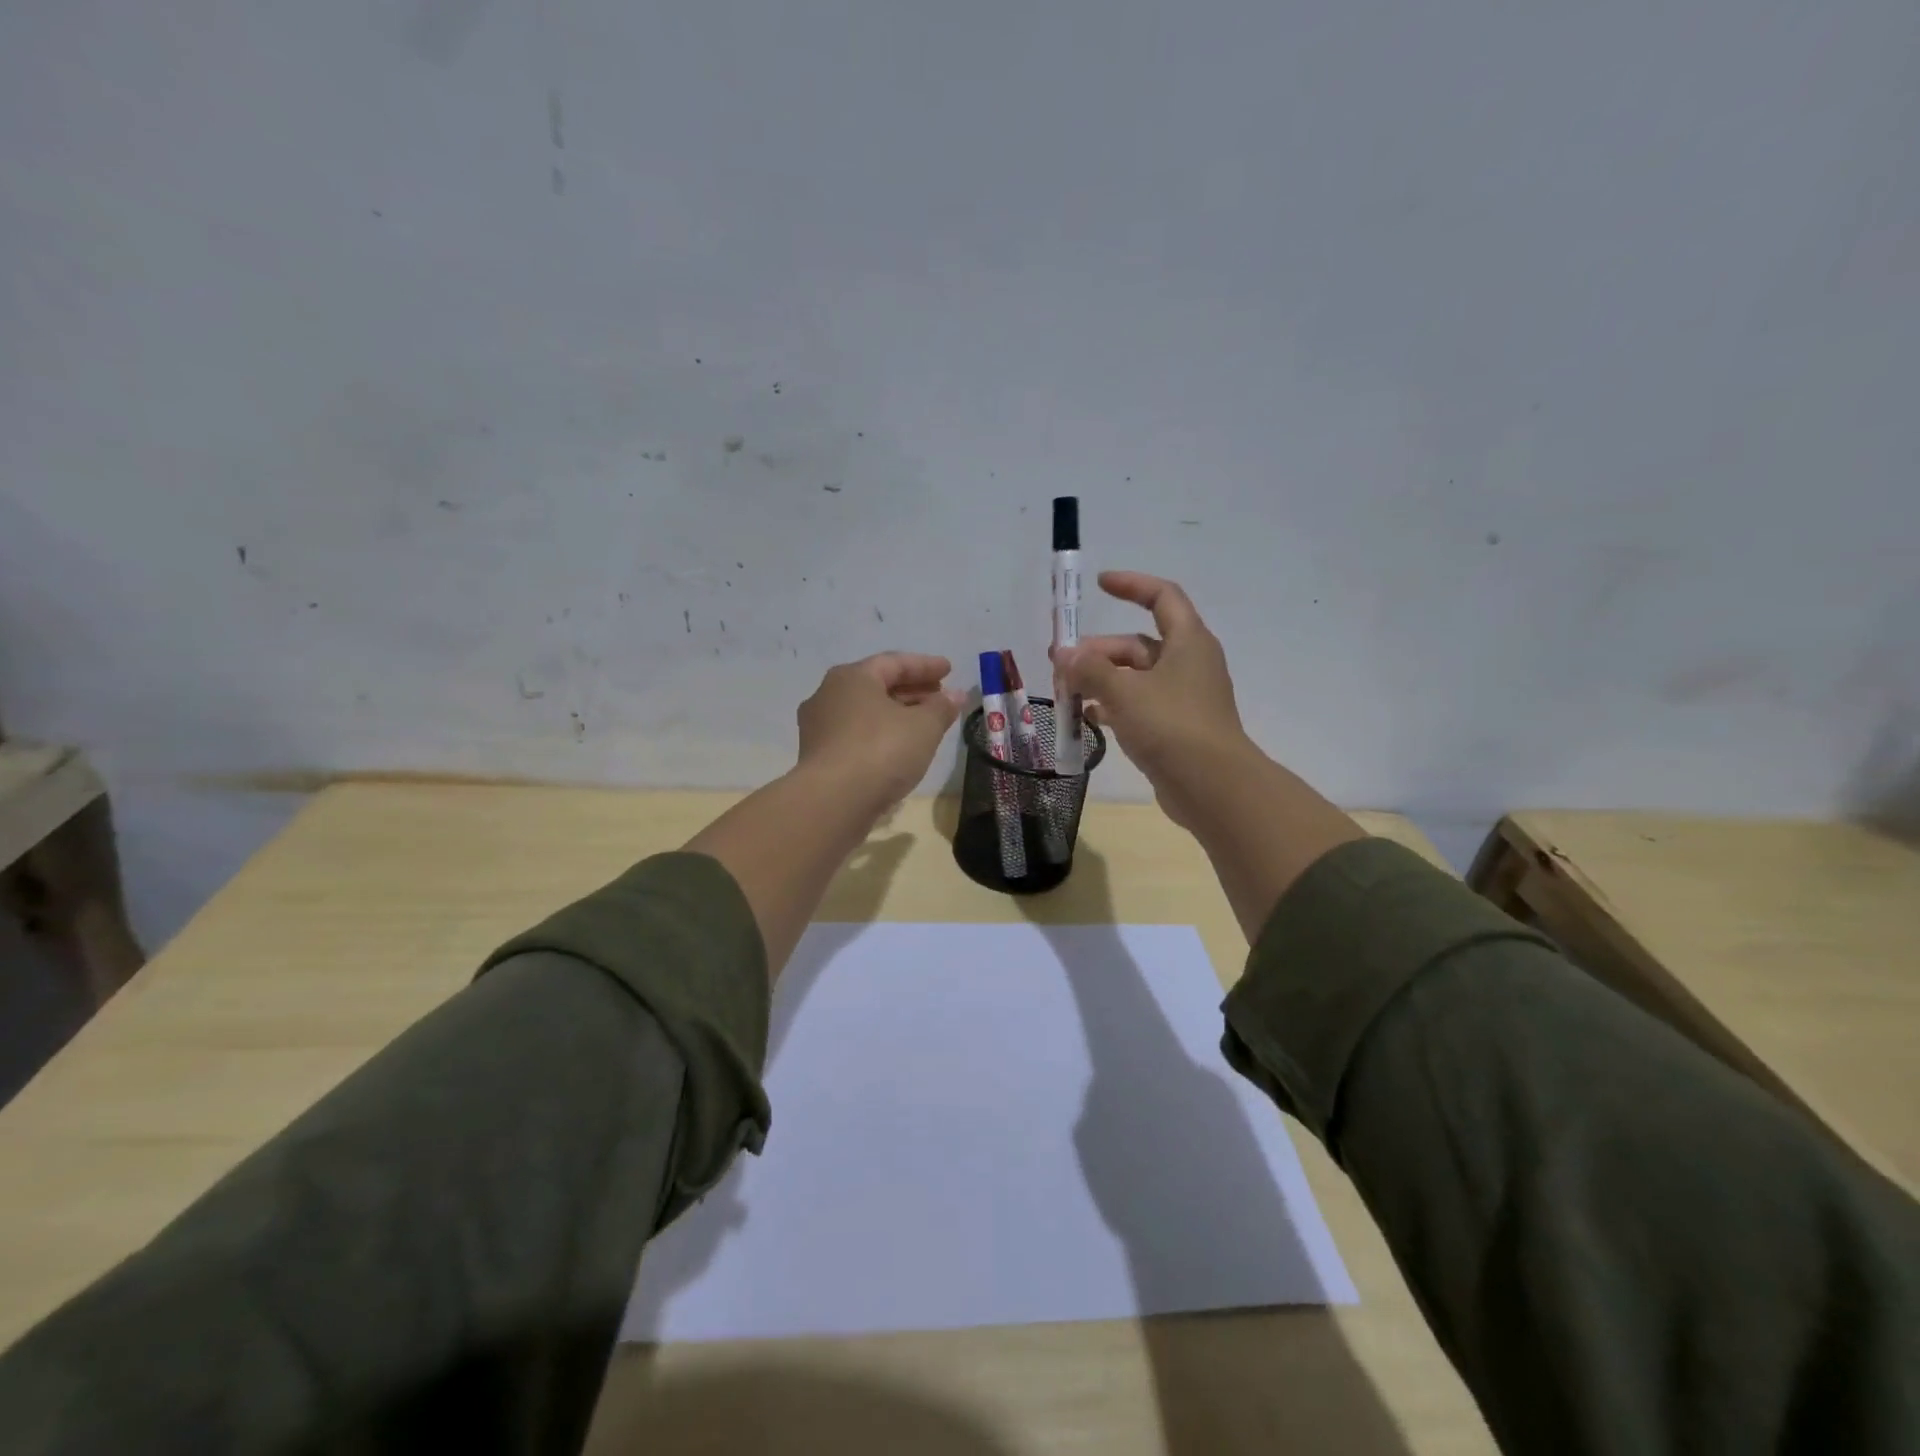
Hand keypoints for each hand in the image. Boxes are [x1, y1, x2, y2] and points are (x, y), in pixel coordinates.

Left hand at [796, 652, 964, 808]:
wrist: (832, 802)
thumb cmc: (881, 751)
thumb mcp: (923, 727)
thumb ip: (941, 708)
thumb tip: (955, 696)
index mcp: (852, 677)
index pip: (893, 663)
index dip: (925, 665)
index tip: (949, 670)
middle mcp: (828, 695)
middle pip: (877, 686)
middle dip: (912, 690)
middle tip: (940, 697)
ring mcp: (819, 727)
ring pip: (866, 713)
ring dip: (897, 715)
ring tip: (925, 725)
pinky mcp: (818, 757)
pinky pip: (856, 736)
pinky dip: (881, 735)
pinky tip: (900, 749)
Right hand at [1052, 572, 1254, 828]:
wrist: (1212, 786)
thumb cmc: (1171, 725)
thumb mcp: (1124, 691)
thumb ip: (1090, 669)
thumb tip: (1063, 654)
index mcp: (1188, 641)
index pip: (1161, 597)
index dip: (1131, 585)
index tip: (1098, 585)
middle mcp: (1188, 663)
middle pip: (1137, 644)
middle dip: (1097, 651)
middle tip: (1060, 663)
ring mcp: (1182, 698)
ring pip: (1134, 678)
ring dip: (1100, 681)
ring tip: (1065, 692)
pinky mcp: (1174, 727)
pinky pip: (1137, 706)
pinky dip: (1112, 706)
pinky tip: (1086, 717)